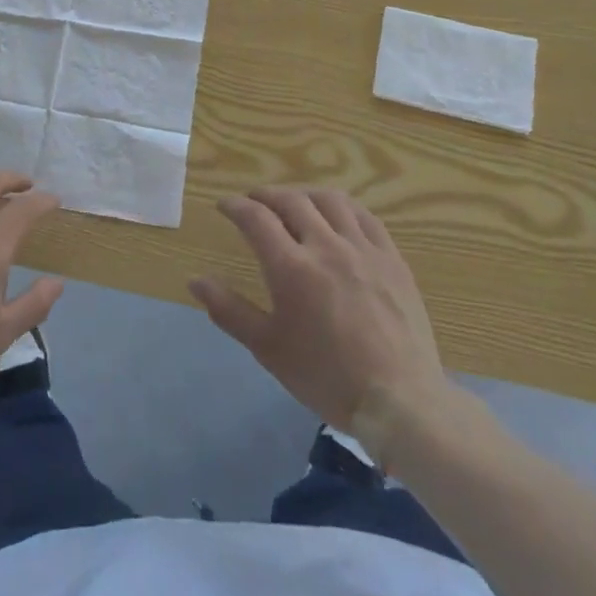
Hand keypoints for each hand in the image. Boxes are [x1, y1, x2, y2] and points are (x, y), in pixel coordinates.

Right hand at [189, 188, 449, 434]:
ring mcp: (363, 250)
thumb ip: (229, 310)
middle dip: (266, 195)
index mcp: (291, 268)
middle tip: (254, 201)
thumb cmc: (326, 377)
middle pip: (291, 200)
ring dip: (304, 194)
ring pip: (330, 200)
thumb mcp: (268, 349)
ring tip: (294, 202)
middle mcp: (326, 247)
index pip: (256, 218)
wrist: (400, 402)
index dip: (235, 206)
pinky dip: (344, 207)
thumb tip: (195, 281)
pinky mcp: (392, 259)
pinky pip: (366, 217)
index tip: (224, 205)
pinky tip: (338, 215)